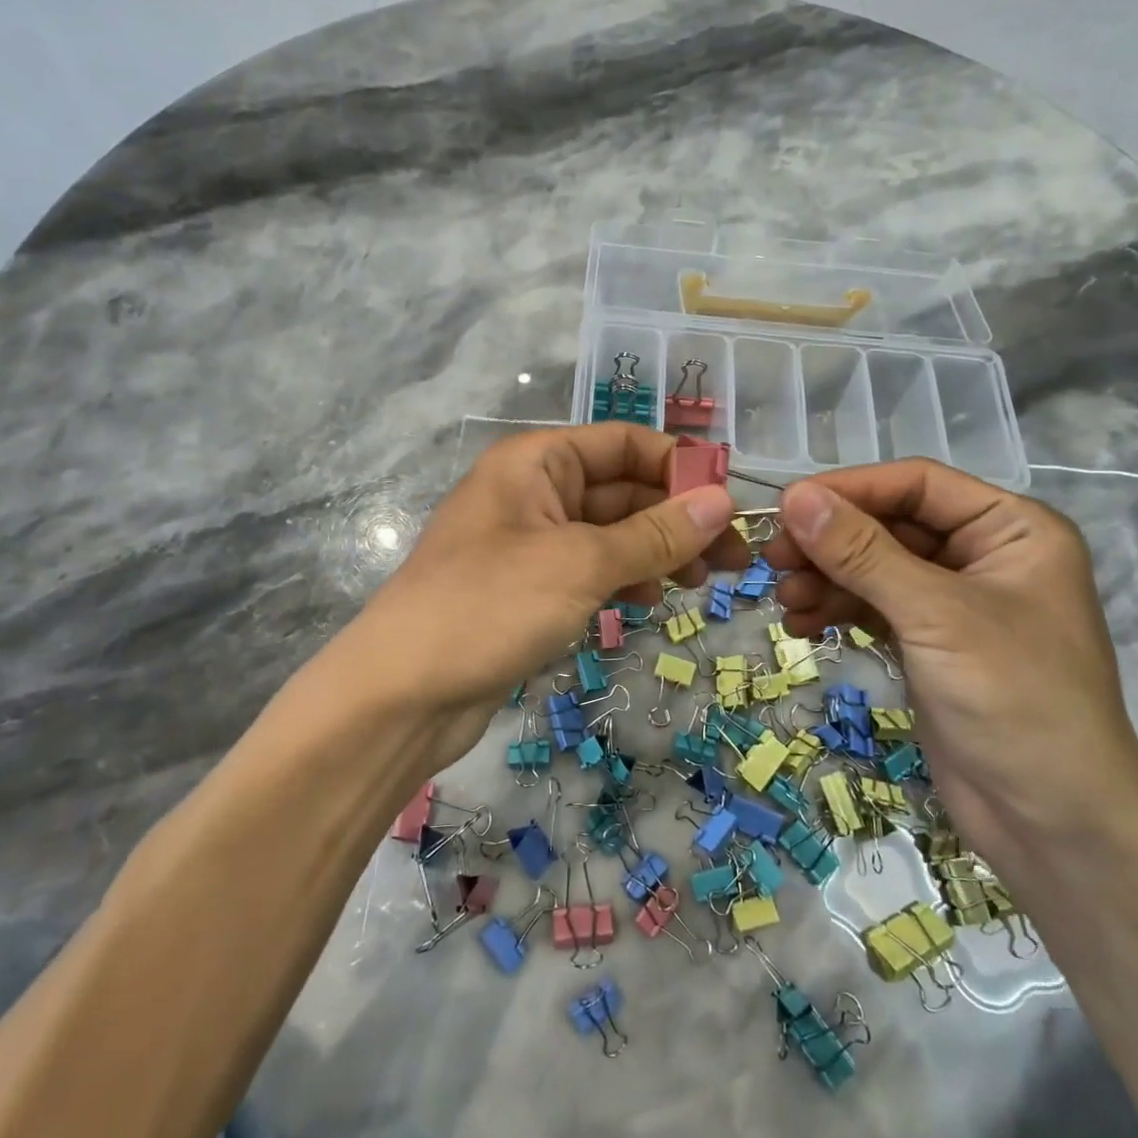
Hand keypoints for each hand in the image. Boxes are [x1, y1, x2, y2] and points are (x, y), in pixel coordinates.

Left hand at [335, 424, 743, 767]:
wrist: (402, 694)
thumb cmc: (489, 606)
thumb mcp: (580, 564)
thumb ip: (655, 533)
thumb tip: (723, 501)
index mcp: (537, 461)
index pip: (624, 443)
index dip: (679, 467)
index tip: (731, 503)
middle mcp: (533, 491)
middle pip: (622, 490)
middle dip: (677, 519)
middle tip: (736, 559)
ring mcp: (529, 542)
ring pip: (610, 533)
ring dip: (657, 551)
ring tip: (703, 583)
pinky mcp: (529, 589)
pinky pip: (590, 569)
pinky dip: (624, 578)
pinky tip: (651, 600)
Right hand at [762, 461, 1137, 870]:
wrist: (1055, 826)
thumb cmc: (1014, 701)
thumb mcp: (934, 616)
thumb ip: (862, 552)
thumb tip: (795, 496)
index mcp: (1011, 529)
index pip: (917, 484)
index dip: (850, 489)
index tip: (787, 506)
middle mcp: (984, 555)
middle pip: (890, 525)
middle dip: (831, 542)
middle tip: (774, 559)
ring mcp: (954, 602)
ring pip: (874, 567)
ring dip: (826, 579)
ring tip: (785, 601)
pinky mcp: (929, 643)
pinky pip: (873, 607)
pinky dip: (837, 611)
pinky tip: (802, 626)